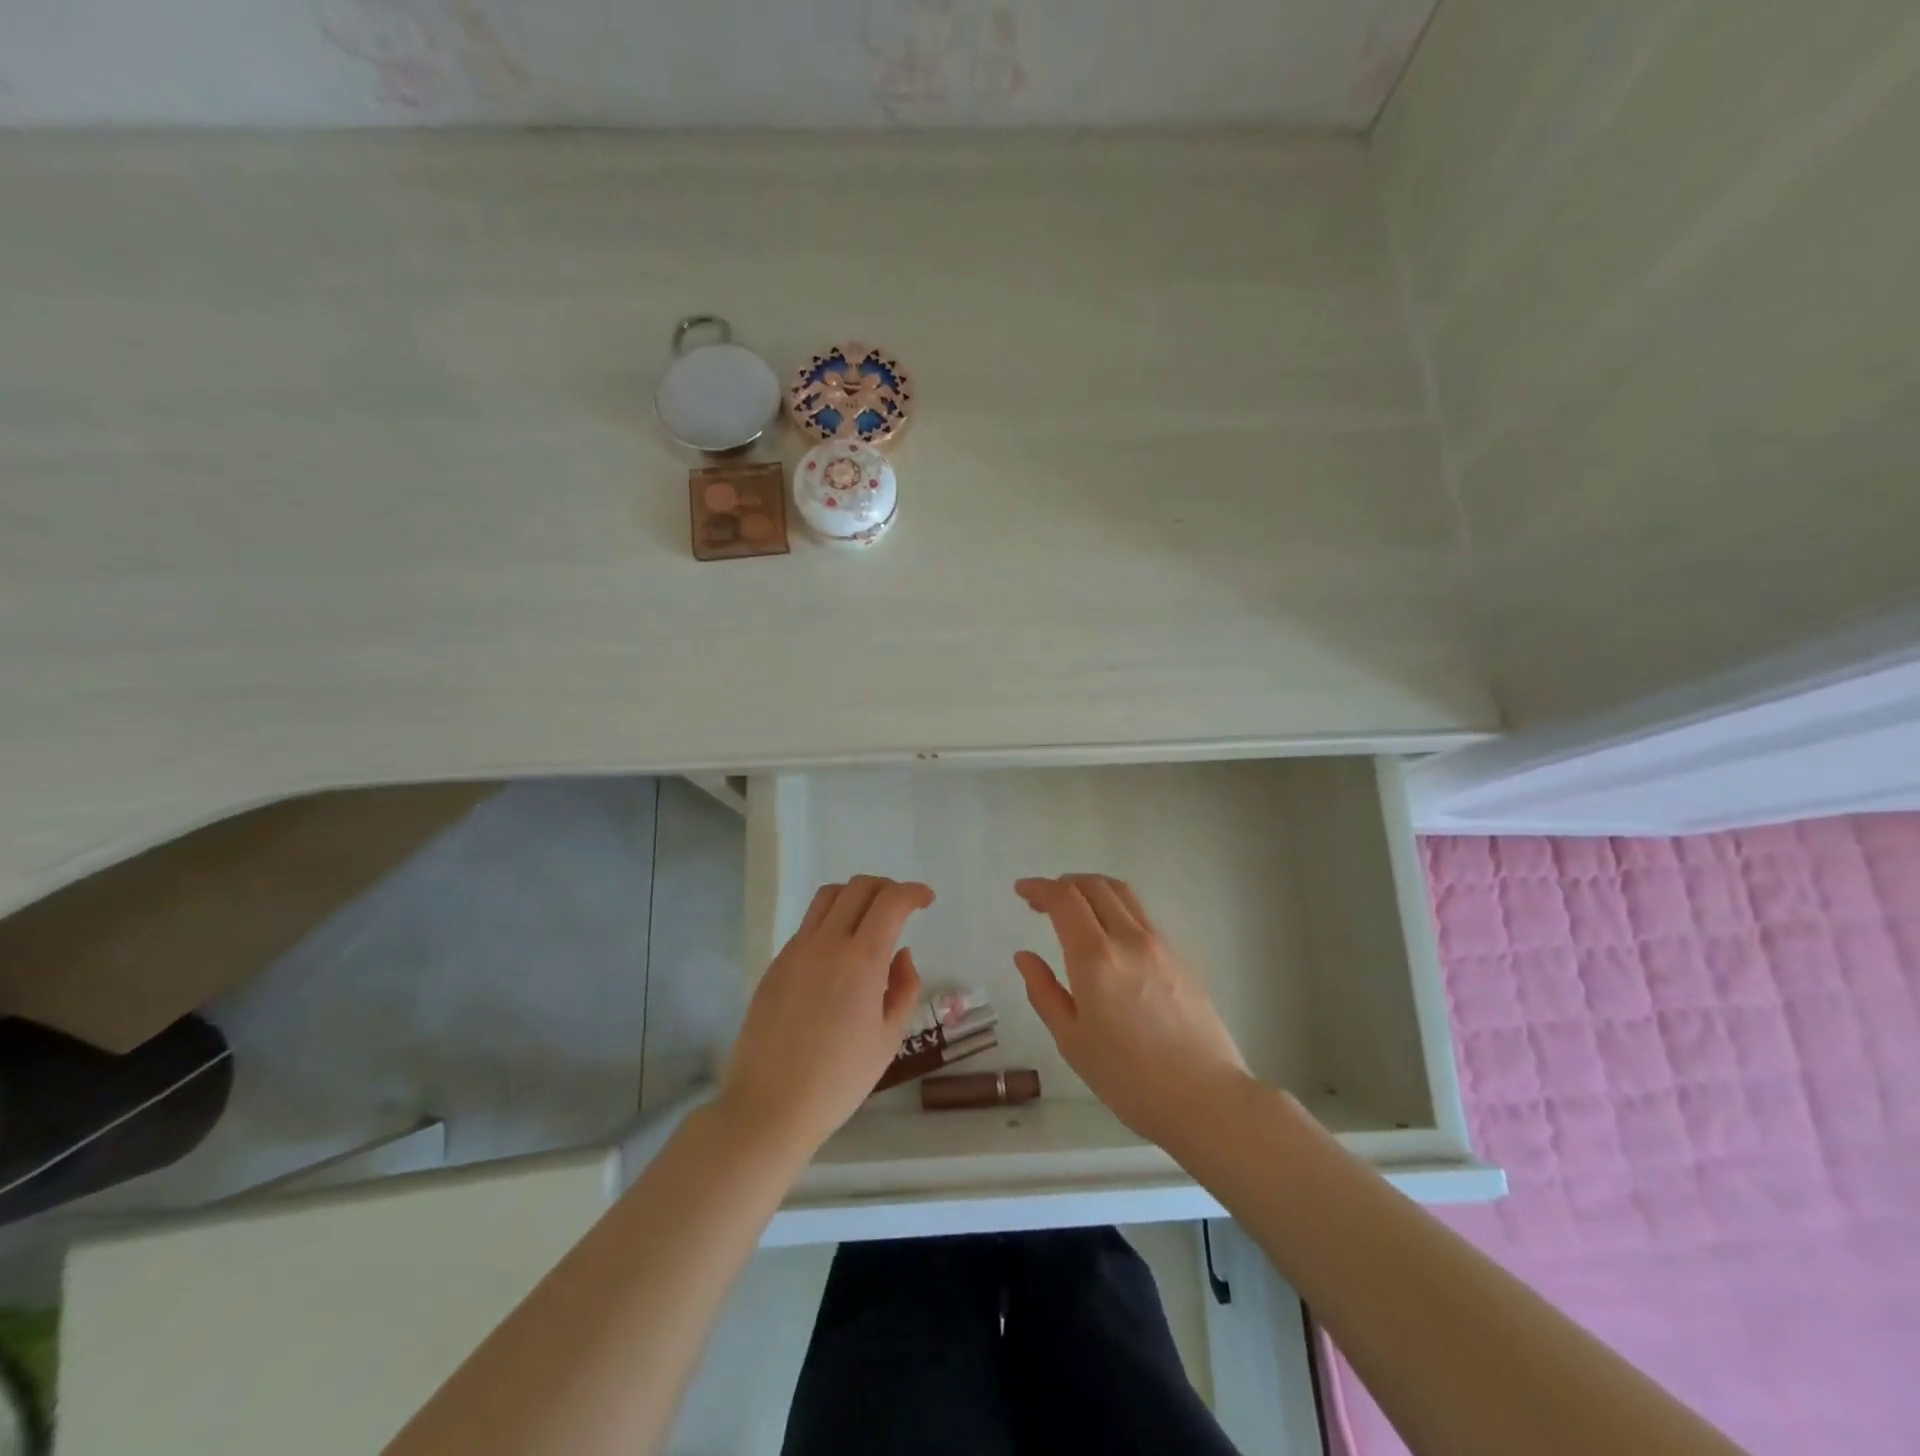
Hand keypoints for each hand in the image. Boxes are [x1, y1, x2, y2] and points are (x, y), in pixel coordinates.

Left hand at [721, 875, 933, 1154]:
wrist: (770, 1106)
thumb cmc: (839, 1079)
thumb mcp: (888, 1038)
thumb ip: (903, 988)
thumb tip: (901, 954)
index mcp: (861, 960)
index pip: (891, 901)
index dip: (913, 892)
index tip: (926, 900)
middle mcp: (827, 943)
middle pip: (858, 887)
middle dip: (887, 887)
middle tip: (902, 906)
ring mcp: (796, 950)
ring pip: (828, 897)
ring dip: (855, 895)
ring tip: (869, 917)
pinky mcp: (776, 964)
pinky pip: (808, 924)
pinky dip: (831, 920)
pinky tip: (839, 952)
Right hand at [1014, 874, 1250, 1153]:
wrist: (1205, 1098)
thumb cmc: (1128, 1078)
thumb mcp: (1072, 1041)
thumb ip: (1044, 992)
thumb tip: (1025, 957)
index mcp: (1095, 958)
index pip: (1064, 899)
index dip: (1039, 887)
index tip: (1021, 890)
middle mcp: (1129, 938)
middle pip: (1094, 886)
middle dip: (1063, 883)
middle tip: (1042, 899)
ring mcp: (1160, 944)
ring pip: (1122, 894)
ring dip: (1092, 889)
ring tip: (1074, 907)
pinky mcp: (1181, 957)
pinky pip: (1142, 916)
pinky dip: (1116, 909)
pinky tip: (1109, 936)